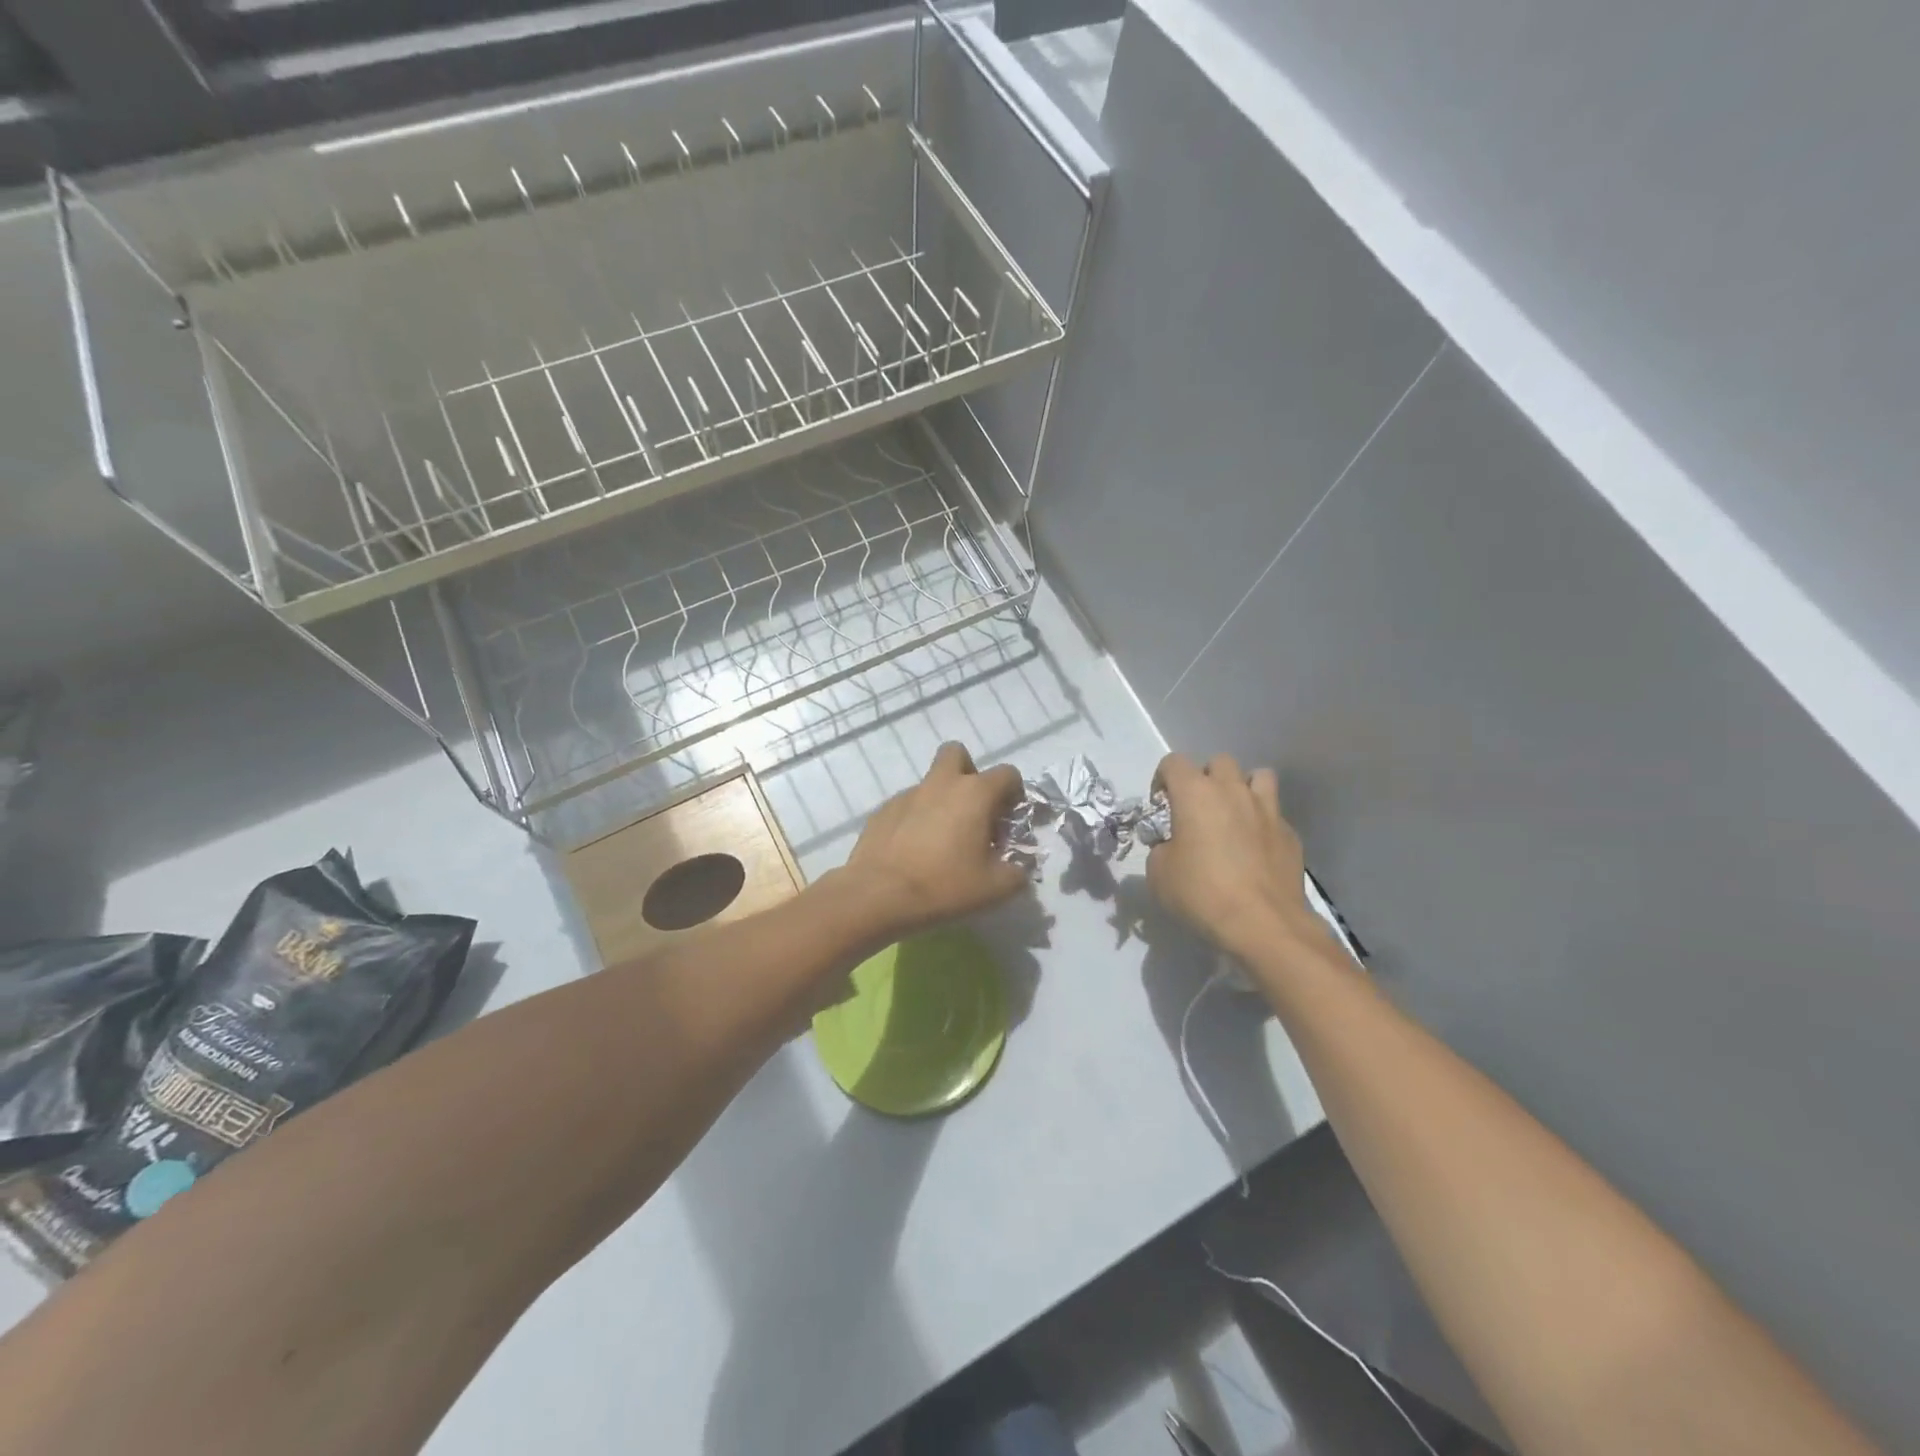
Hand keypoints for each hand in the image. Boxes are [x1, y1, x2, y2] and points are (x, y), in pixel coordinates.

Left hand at [841, 742, 1028, 938]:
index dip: (1014, 793)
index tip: (1008, 820)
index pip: (1007, 774)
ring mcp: (908, 794)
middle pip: (957, 754)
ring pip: (930, 782)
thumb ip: (1017, 873)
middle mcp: (941, 783)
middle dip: (968, 773)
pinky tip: (913, 850)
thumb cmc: (944, 885)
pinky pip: (907, 805)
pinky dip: (916, 819)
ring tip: (941, 839)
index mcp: (975, 793)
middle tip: (972, 810)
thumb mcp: (995, 888)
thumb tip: (1019, 869)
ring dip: (941, 800)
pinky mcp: (883, 810)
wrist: (878, 895)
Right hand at [1145, 752, 1323, 958]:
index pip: (1173, 762)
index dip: (1162, 780)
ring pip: (1257, 776)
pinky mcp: (1290, 834)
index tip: (1160, 807)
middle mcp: (1233, 791)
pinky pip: (1274, 813)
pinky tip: (1255, 849)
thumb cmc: (1202, 893)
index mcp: (1195, 793)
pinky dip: (1262, 822)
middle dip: (1205, 778)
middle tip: (1197, 809)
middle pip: (1218, 762)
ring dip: (1242, 788)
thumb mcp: (1159, 874)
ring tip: (1233, 815)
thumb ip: (1160, 848)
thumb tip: (1171, 846)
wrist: (1263, 924)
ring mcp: (1267, 810)